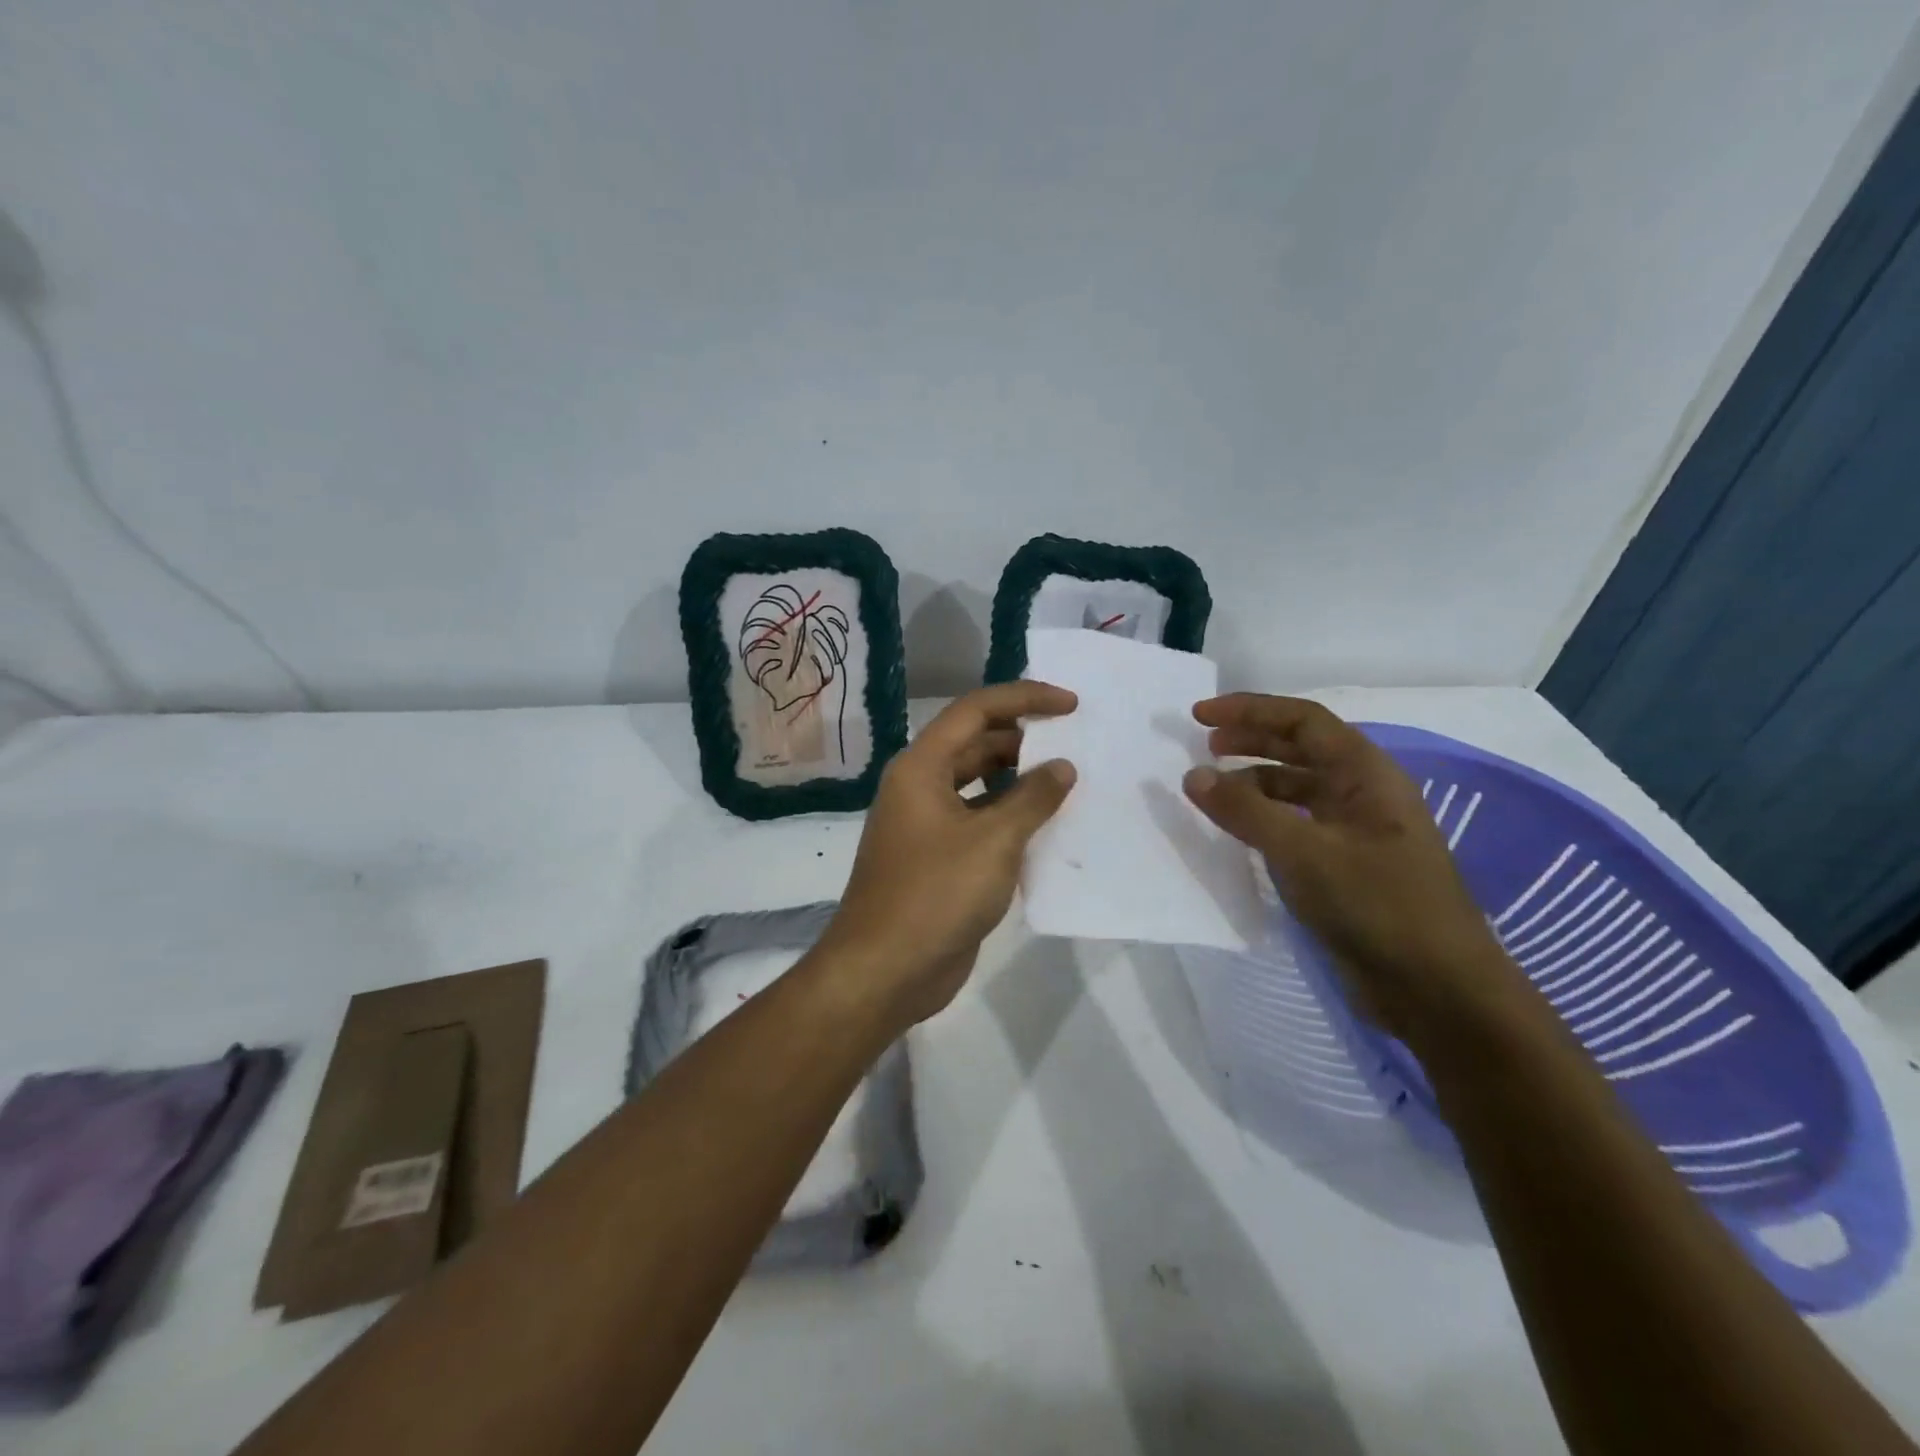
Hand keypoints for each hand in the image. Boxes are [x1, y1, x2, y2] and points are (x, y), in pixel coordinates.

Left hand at [817, 681, 1077, 1027]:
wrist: (884, 971)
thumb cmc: (935, 895)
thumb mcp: (993, 842)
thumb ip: (1032, 798)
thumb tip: (1062, 766)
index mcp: (921, 767)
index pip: (976, 710)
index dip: (1025, 699)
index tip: (1071, 705)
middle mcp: (920, 786)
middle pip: (976, 743)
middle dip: (1024, 739)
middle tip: (1075, 744)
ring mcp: (927, 824)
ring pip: (978, 784)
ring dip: (1019, 780)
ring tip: (1068, 783)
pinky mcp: (937, 858)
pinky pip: (978, 821)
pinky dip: (1010, 817)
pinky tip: (1046, 828)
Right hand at [1182, 693, 1521, 1038]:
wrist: (1439, 992)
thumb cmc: (1379, 907)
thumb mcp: (1305, 853)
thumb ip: (1246, 812)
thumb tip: (1193, 776)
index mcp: (1367, 775)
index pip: (1303, 721)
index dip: (1250, 710)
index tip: (1199, 716)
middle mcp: (1362, 794)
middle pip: (1300, 749)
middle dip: (1250, 741)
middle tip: (1202, 746)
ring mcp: (1355, 833)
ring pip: (1296, 789)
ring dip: (1254, 782)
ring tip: (1212, 791)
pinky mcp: (1345, 868)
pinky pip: (1296, 827)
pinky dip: (1263, 820)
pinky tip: (1238, 833)